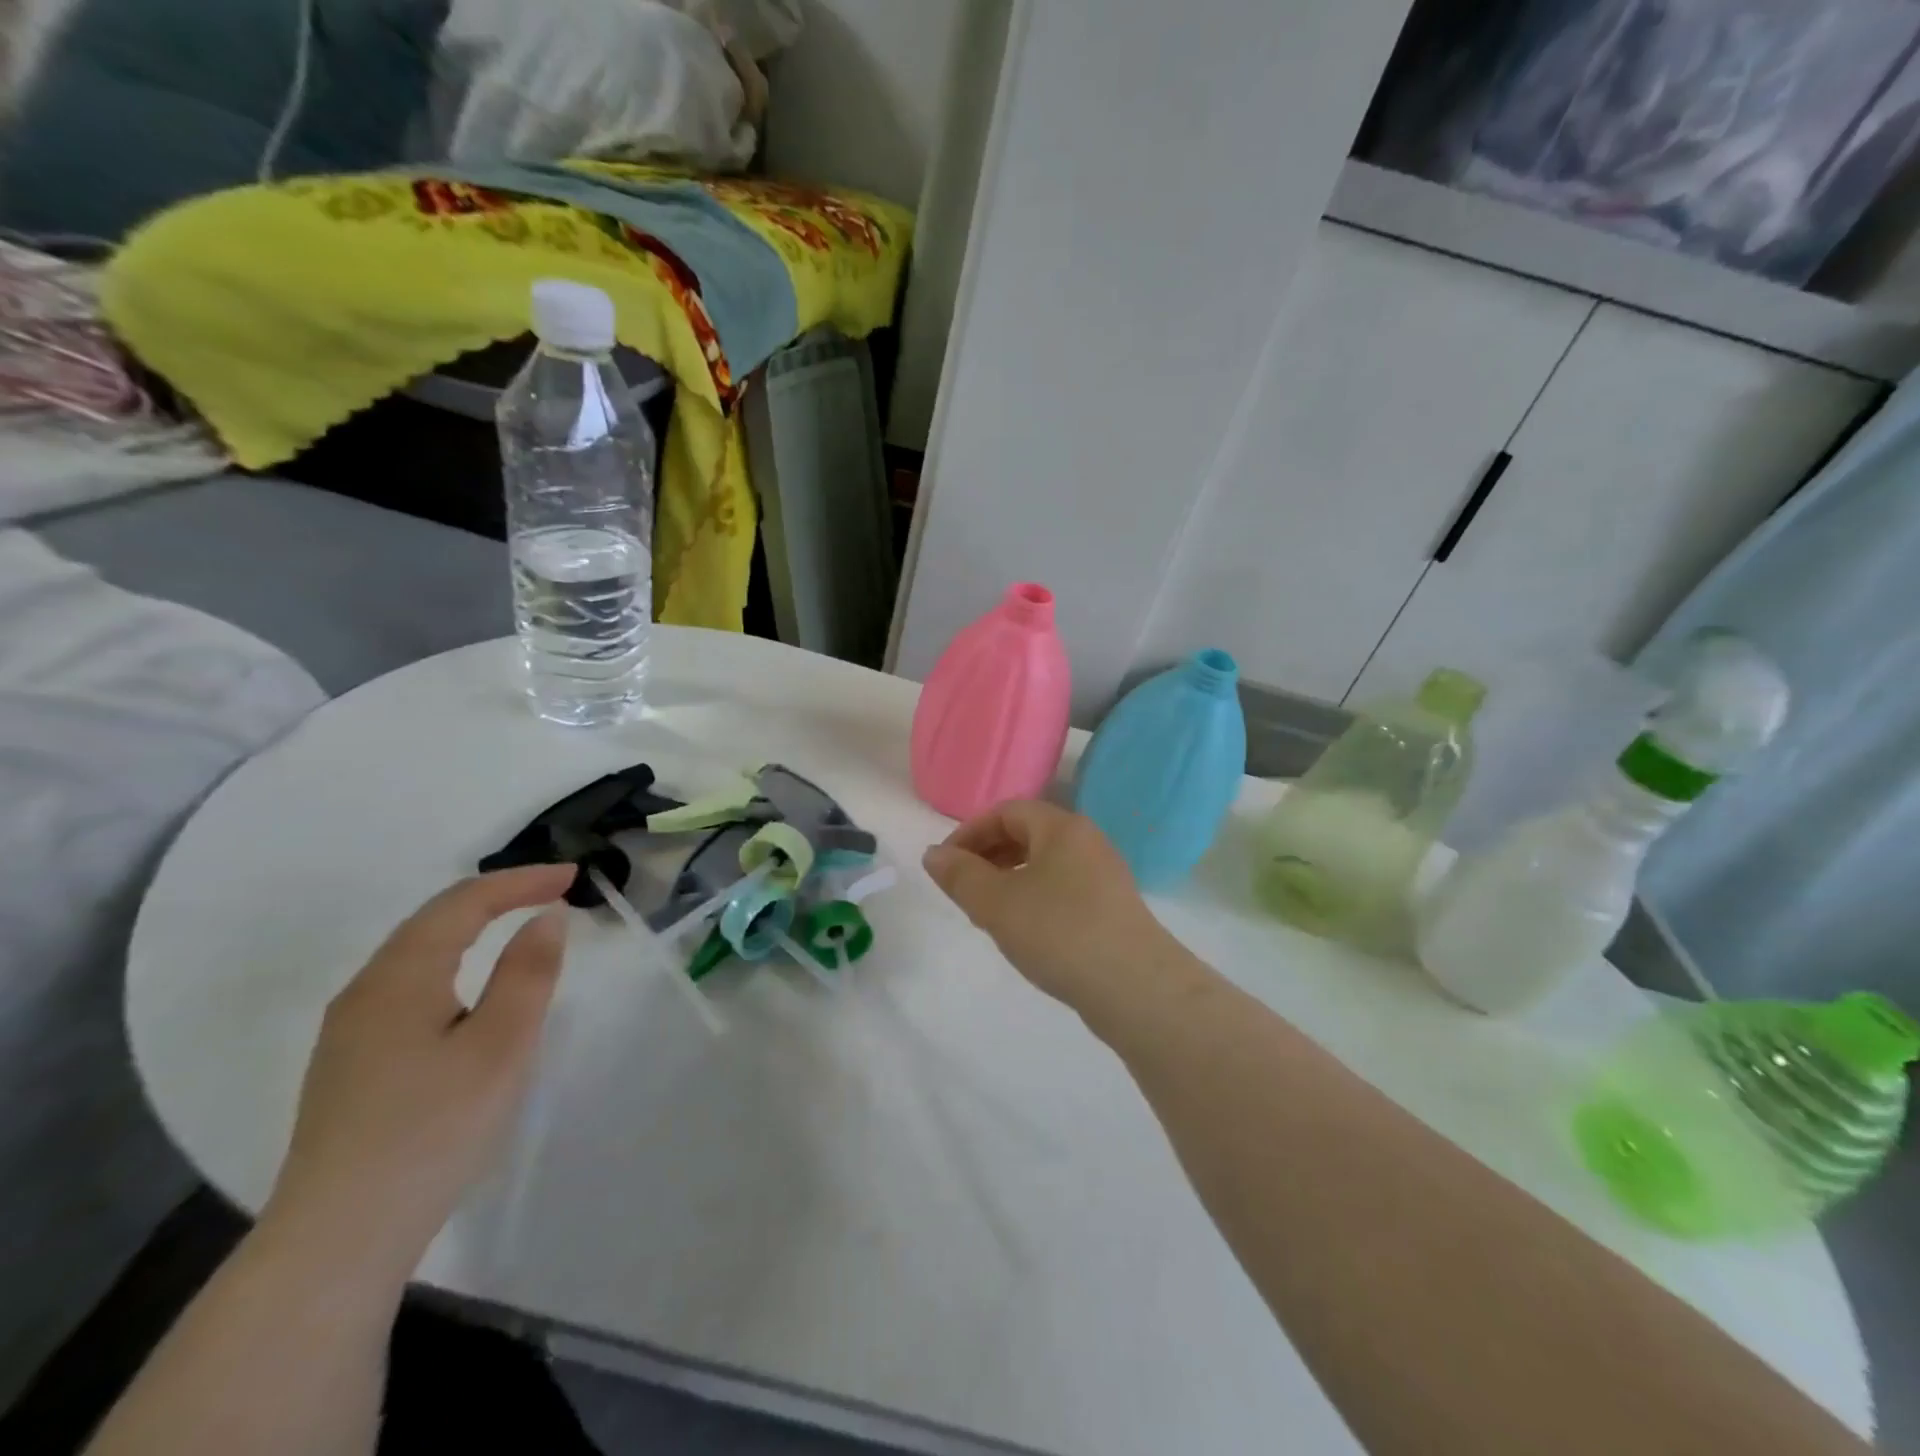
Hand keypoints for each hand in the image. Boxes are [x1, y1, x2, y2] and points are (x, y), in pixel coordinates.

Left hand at [260, 864, 576, 1278]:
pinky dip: (452, 961)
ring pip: (416, 953)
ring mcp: (349, 1032)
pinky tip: (469, 986)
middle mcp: (364, 992)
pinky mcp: (350, 1064)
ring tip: (518, 923)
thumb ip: (527, 973)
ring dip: (471, 927)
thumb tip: (545, 917)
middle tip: (552, 891)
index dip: (520, 881)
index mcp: (399, 978)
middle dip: (496, 896)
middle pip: (432, 921)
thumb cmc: (433, 1131)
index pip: (463, 903)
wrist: (338, 1240)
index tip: (573, 877)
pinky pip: (407, 985)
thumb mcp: (501, 1046)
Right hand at [923, 800, 1188, 1013]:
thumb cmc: (1059, 932)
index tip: (944, 865)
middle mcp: (1087, 842)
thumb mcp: (997, 903)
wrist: (1136, 988)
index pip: (1006, 811)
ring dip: (1008, 879)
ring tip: (985, 913)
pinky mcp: (1111, 908)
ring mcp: (1104, 876)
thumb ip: (960, 876)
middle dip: (987, 855)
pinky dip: (1033, 898)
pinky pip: (1062, 888)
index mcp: (1062, 828)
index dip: (969, 832)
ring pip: (1044, 864)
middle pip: (1027, 834)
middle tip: (961, 889)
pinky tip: (1022, 932)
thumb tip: (933, 854)